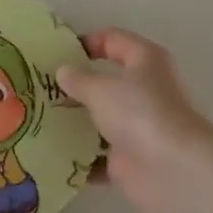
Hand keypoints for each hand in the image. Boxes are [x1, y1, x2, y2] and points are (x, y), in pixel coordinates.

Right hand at [56, 28, 212, 212]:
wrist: (175, 172)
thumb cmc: (140, 113)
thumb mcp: (100, 88)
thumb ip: (78, 79)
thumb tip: (63, 71)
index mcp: (146, 61)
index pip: (113, 40)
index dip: (86, 42)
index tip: (55, 53)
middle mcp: (146, 91)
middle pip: (106, 82)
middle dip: (75, 85)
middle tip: (39, 86)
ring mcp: (139, 128)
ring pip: (101, 120)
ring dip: (74, 122)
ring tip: (37, 117)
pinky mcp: (130, 160)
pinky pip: (97, 156)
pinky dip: (78, 156)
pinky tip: (50, 152)